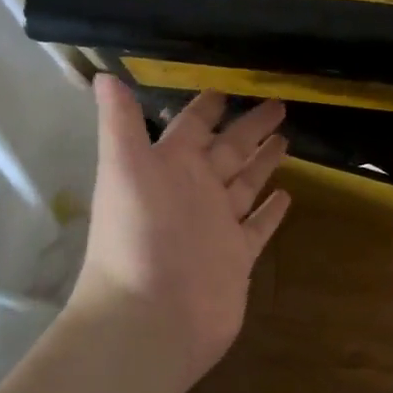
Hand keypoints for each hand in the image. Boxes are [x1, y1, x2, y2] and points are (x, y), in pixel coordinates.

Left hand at [67, 76, 291, 392]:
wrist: (150, 318)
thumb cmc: (137, 238)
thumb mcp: (124, 169)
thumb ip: (120, 123)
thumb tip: (105, 74)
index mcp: (168, 167)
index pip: (192, 126)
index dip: (208, 105)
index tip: (230, 85)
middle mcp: (193, 191)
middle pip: (227, 150)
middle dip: (249, 128)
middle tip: (279, 104)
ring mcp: (217, 225)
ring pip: (245, 184)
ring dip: (262, 162)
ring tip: (287, 140)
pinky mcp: (237, 257)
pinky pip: (258, 226)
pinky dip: (271, 212)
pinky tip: (287, 195)